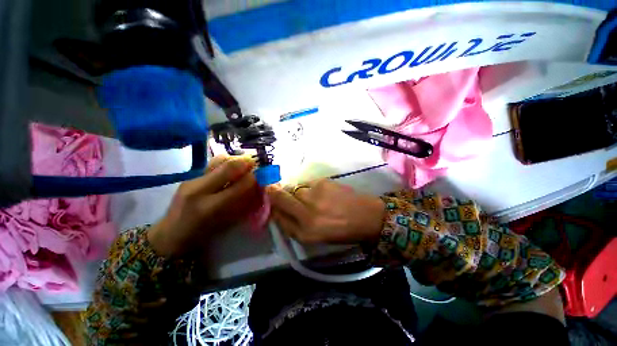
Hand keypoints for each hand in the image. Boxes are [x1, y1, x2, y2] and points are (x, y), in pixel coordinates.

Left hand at [148, 155, 259, 256]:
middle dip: (246, 163)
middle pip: (228, 167)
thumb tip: (258, 187)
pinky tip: (231, 168)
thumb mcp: (227, 223)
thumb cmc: (203, 235)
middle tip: (255, 164)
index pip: (239, 186)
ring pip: (219, 160)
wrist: (171, 234)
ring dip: (235, 160)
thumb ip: (243, 203)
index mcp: (210, 207)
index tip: (262, 176)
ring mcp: (191, 180)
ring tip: (243, 164)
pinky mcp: (189, 176)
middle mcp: (199, 190)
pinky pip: (213, 163)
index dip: (254, 179)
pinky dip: (226, 162)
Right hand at [266, 180, 385, 243]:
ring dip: (298, 192)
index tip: (273, 204)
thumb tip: (280, 211)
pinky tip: (322, 193)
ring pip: (295, 189)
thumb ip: (295, 226)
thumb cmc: (342, 231)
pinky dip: (310, 188)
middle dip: (272, 192)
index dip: (273, 209)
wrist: (367, 216)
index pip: (279, 218)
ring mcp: (315, 197)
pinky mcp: (323, 183)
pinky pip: (308, 184)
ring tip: (312, 197)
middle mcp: (306, 215)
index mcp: (305, 233)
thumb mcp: (316, 237)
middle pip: (280, 198)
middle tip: (270, 187)